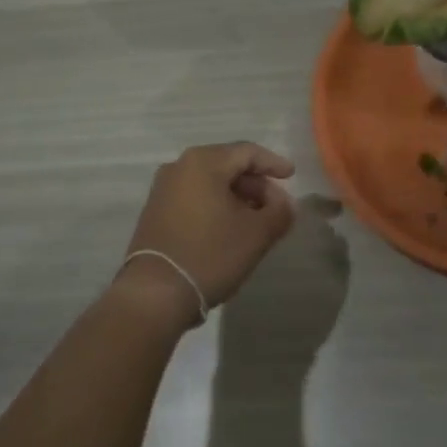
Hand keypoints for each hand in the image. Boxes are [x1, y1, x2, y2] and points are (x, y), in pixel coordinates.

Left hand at [112, 142, 296, 327]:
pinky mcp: (155, 211)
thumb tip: (285, 202)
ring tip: (256, 220)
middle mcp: (179, 166)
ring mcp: (163, 188)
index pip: (246, 152)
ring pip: (210, 182)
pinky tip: (229, 228)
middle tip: (276, 205)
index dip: (272, 163)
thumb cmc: (210, 254)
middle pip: (227, 165)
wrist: (155, 293)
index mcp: (203, 162)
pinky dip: (216, 205)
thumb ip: (279, 212)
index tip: (291, 176)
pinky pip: (194, 197)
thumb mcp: (256, 234)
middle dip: (255, 184)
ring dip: (237, 197)